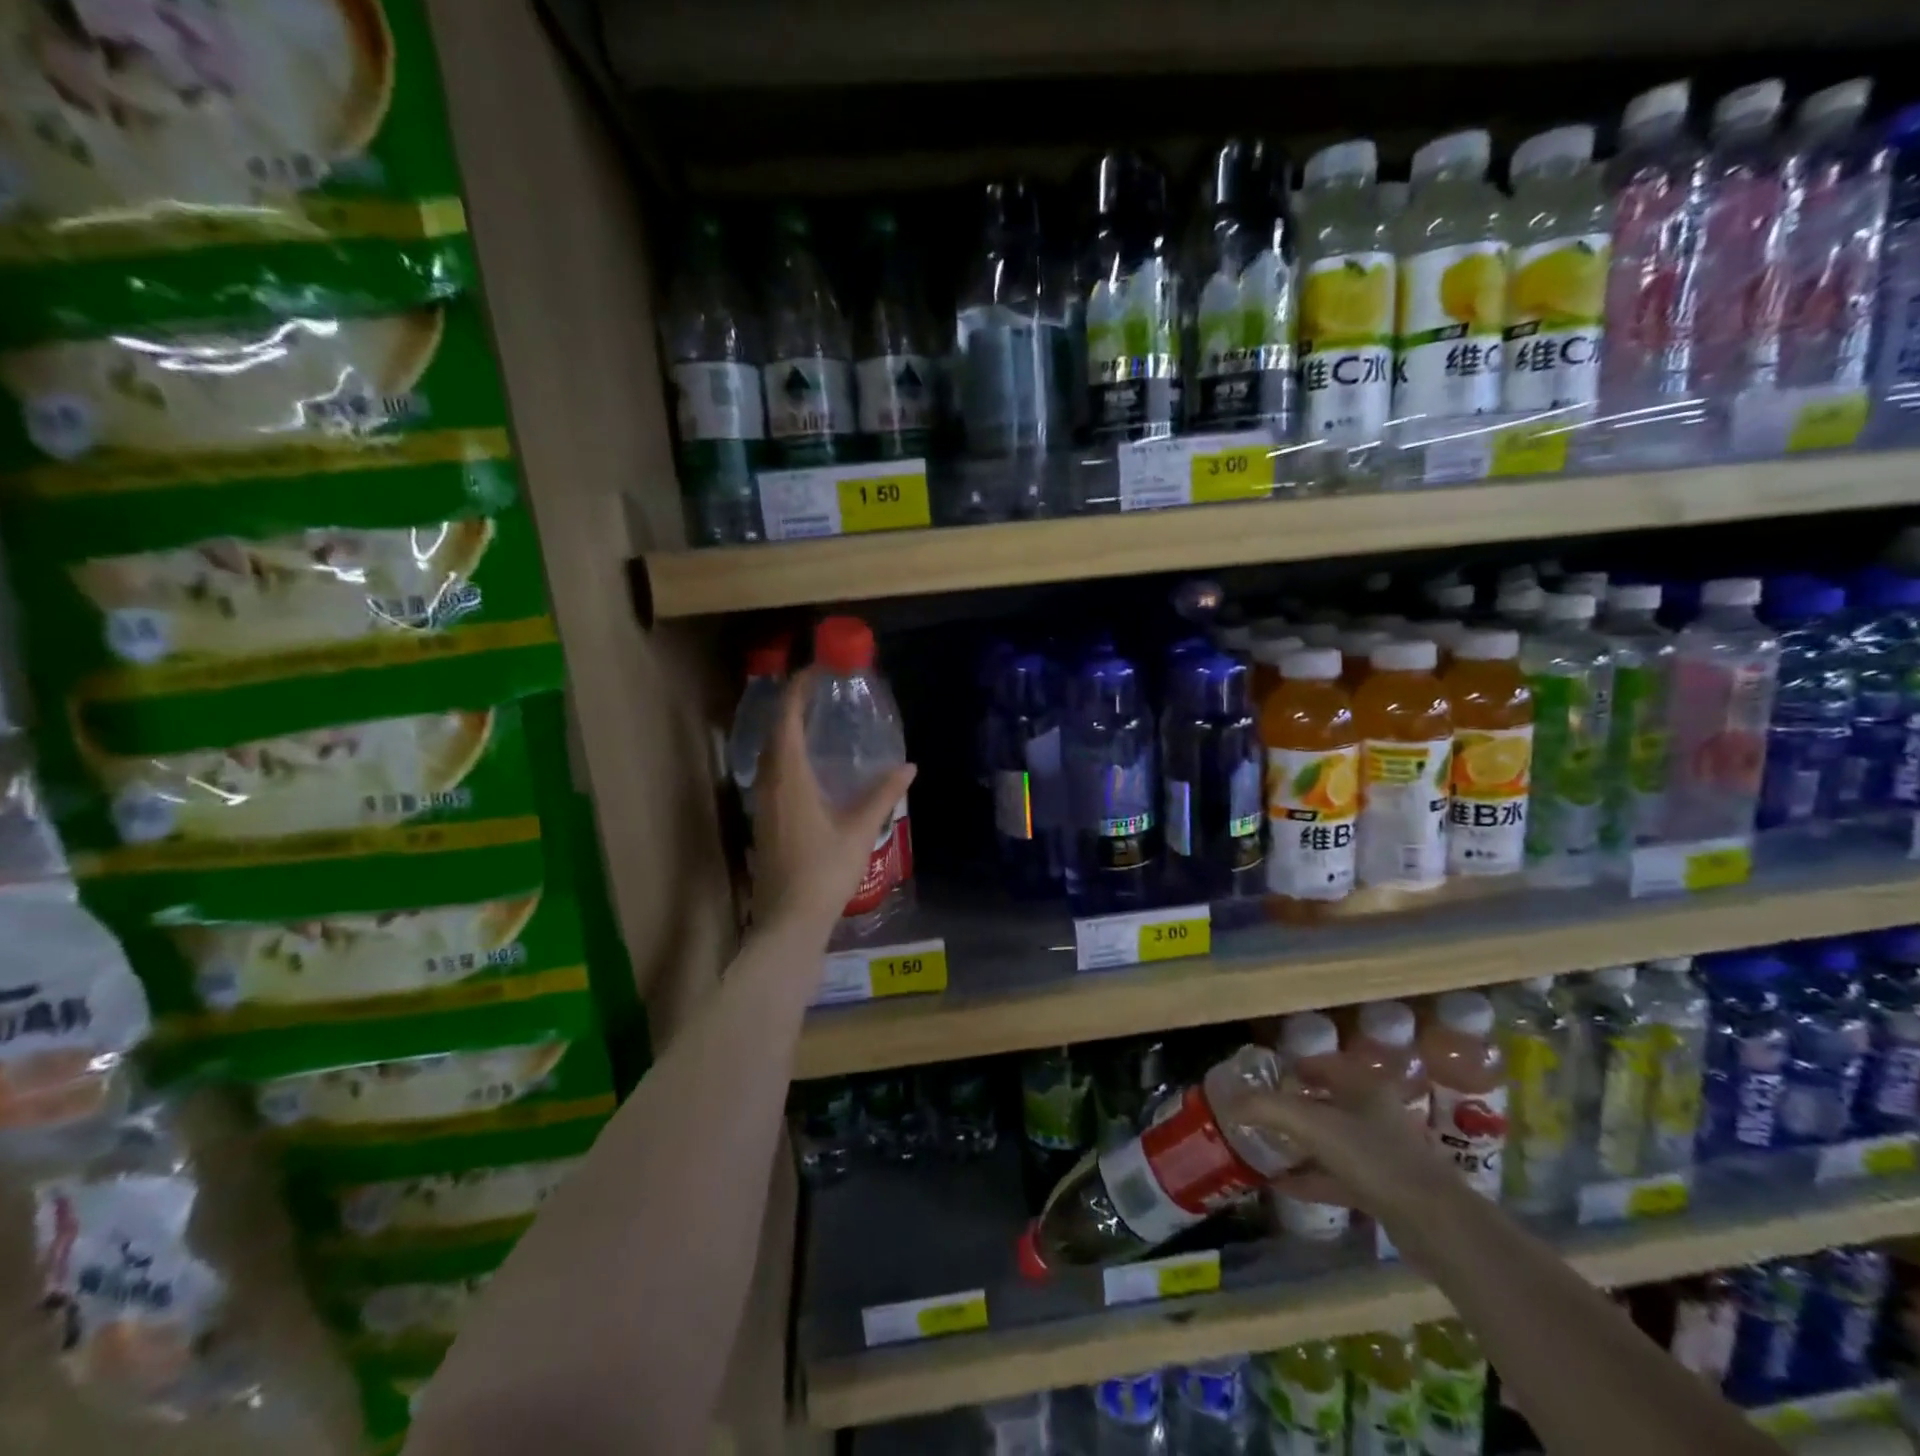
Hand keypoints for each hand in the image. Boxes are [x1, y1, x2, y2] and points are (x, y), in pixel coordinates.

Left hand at [752, 669, 915, 937]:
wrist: (789, 920)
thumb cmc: (825, 872)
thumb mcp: (860, 830)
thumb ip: (883, 795)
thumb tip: (909, 767)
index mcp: (789, 779)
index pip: (786, 722)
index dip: (796, 692)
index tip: (814, 671)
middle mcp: (769, 785)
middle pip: (773, 735)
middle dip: (791, 708)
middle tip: (818, 694)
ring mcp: (763, 805)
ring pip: (769, 757)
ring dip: (786, 734)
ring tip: (814, 724)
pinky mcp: (764, 823)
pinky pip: (771, 776)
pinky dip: (786, 758)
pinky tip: (808, 770)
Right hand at [1245, 1056, 1455, 1219]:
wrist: (1435, 1224)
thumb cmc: (1373, 1157)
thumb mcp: (1312, 1124)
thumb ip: (1267, 1109)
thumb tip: (1229, 1102)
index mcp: (1364, 1086)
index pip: (1324, 1064)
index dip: (1294, 1066)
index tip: (1264, 1077)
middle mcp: (1374, 1113)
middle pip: (1327, 1101)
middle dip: (1293, 1105)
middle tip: (1260, 1112)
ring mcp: (1381, 1152)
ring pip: (1332, 1140)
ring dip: (1301, 1143)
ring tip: (1266, 1146)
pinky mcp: (1384, 1189)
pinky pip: (1338, 1175)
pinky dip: (1311, 1177)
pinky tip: (1283, 1185)